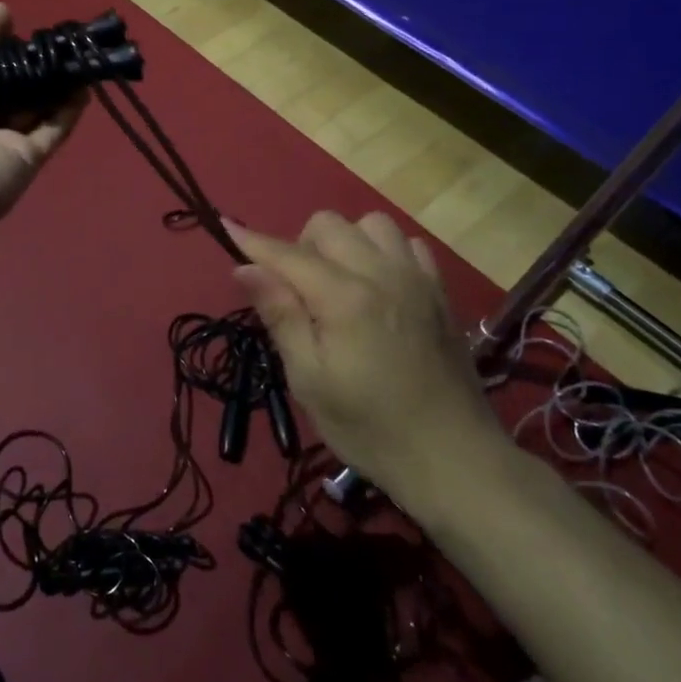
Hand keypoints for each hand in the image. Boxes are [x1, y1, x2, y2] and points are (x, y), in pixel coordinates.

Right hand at [230, 212, 506, 493]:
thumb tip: (246, 268)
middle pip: (327, 225)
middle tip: (295, 290)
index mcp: (343, 297)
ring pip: (371, 223)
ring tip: (338, 281)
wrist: (454, 458)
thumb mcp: (310, 380)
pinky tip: (378, 285)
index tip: (226, 226)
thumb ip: (280, 315)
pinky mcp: (440, 290)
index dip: (253, 241)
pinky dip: (383, 251)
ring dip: (345, 241)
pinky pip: (407, 243)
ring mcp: (416, 277)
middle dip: (299, 245)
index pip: (287, 254)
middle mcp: (381, 273)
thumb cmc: (370, 427)